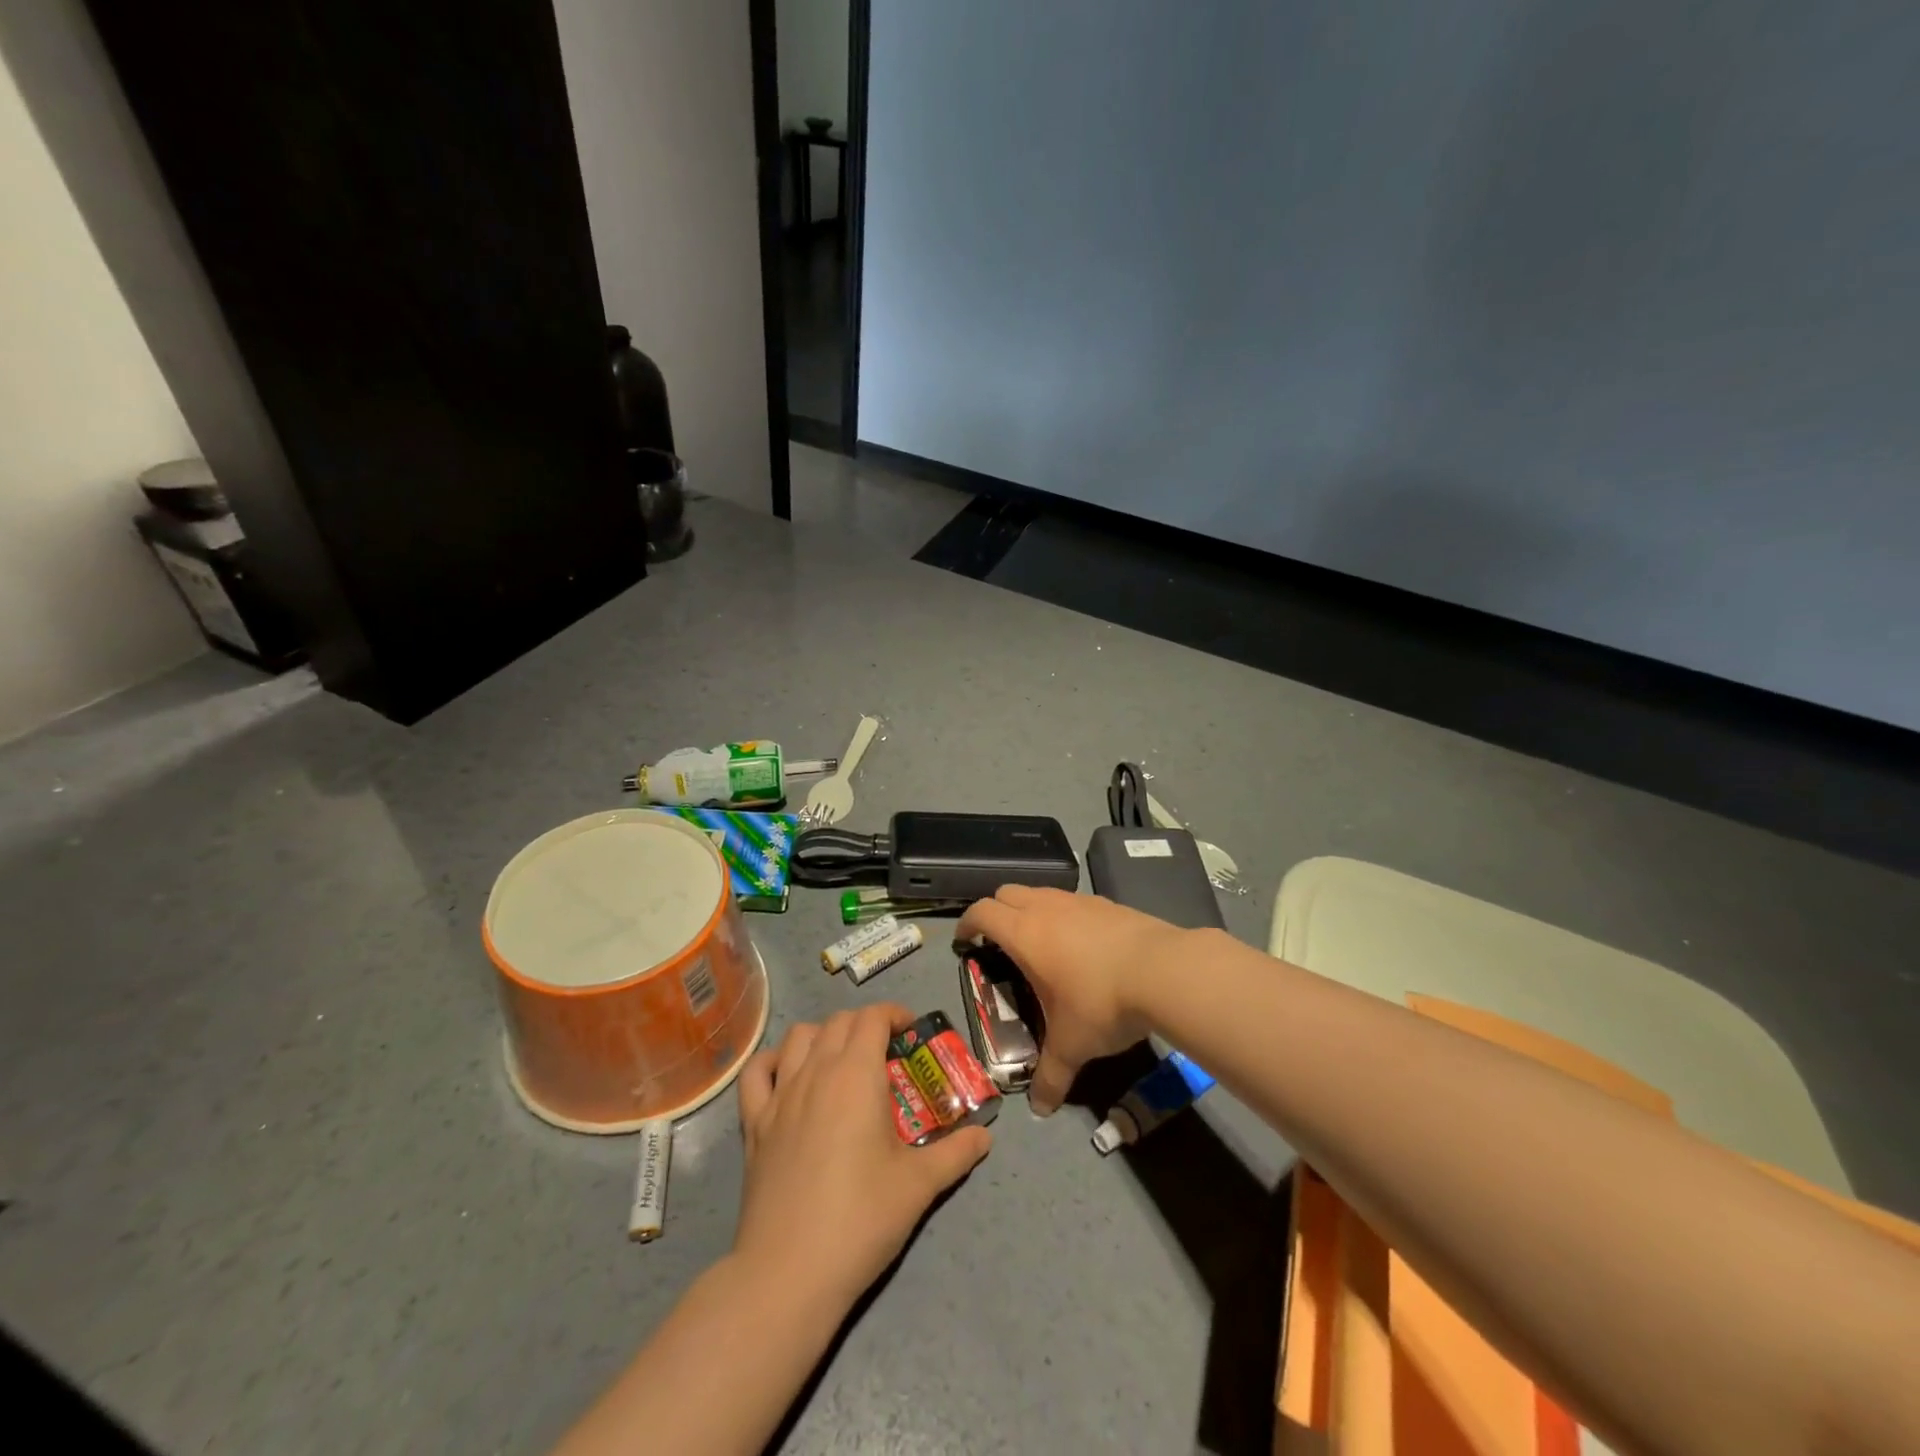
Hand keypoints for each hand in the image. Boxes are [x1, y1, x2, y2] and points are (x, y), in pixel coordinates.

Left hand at [734, 1004, 991, 1309]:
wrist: (789, 1272)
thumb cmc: (860, 1219)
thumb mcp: (920, 1185)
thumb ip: (956, 1153)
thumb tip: (984, 1136)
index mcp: (856, 1074)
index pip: (873, 1017)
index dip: (895, 1015)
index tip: (912, 1033)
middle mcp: (815, 1071)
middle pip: (839, 1021)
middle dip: (866, 1025)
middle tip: (887, 1054)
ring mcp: (779, 1095)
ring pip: (799, 1036)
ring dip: (824, 1036)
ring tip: (842, 1061)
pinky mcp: (754, 1124)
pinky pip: (757, 1072)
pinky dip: (774, 1061)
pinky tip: (788, 1076)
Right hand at [954, 885, 1188, 1114]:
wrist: (1163, 971)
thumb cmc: (1101, 1003)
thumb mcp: (1072, 1046)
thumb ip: (1051, 1076)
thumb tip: (1040, 1109)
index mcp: (1024, 934)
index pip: (982, 912)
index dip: (968, 923)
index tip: (965, 939)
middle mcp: (1046, 908)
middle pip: (1007, 892)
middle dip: (996, 912)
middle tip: (999, 941)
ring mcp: (1079, 901)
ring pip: (1041, 892)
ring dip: (1031, 908)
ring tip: (1040, 942)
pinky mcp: (1108, 902)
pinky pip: (1073, 900)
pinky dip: (1065, 914)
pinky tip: (1081, 944)